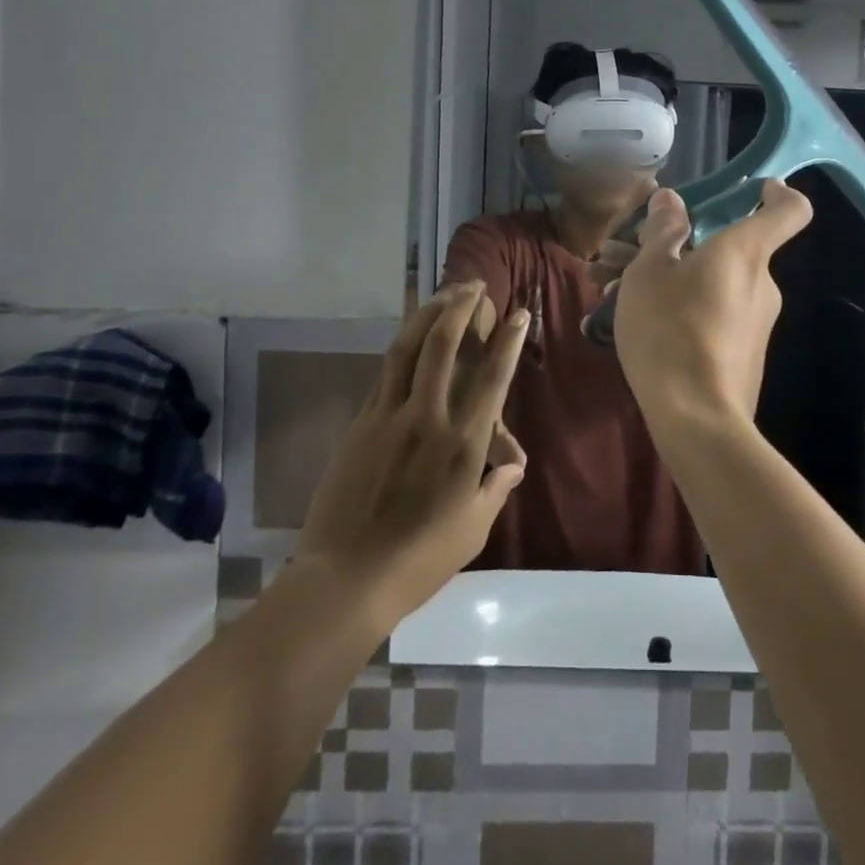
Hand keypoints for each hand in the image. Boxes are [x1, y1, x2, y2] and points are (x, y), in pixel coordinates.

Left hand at [297, 283, 529, 623]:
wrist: (346, 578)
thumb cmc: (420, 560)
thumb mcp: (473, 529)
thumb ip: (495, 488)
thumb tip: (514, 464)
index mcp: (463, 444)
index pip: (493, 378)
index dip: (508, 341)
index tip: (517, 313)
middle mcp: (428, 418)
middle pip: (444, 346)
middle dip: (462, 308)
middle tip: (473, 285)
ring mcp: (389, 416)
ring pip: (409, 349)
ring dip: (428, 315)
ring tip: (443, 294)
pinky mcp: (361, 424)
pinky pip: (385, 373)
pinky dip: (403, 347)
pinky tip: (410, 338)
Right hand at [607, 181, 813, 431]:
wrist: (696, 420)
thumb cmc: (670, 329)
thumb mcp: (650, 271)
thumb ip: (662, 230)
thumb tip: (671, 200)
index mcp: (745, 252)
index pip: (790, 210)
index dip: (777, 192)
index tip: (754, 188)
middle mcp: (759, 283)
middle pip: (728, 248)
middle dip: (676, 244)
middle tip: (622, 252)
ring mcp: (754, 322)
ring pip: (709, 282)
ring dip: (665, 277)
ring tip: (608, 286)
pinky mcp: (741, 354)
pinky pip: (709, 314)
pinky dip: (676, 307)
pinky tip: (630, 320)